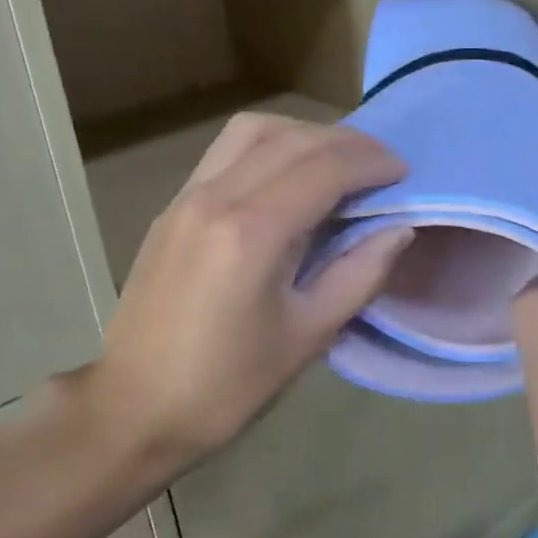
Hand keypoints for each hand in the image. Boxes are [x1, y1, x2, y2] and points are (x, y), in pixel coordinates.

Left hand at [73, 113, 411, 474]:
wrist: (133, 406)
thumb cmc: (225, 385)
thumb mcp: (306, 336)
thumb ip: (359, 275)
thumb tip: (400, 229)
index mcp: (251, 231)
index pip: (323, 168)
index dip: (371, 162)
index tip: (403, 172)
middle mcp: (215, 196)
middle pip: (290, 138)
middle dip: (345, 142)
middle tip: (381, 165)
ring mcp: (186, 196)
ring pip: (251, 131)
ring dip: (301, 134)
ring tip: (335, 162)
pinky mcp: (172, 207)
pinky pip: (225, 152)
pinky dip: (266, 147)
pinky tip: (286, 178)